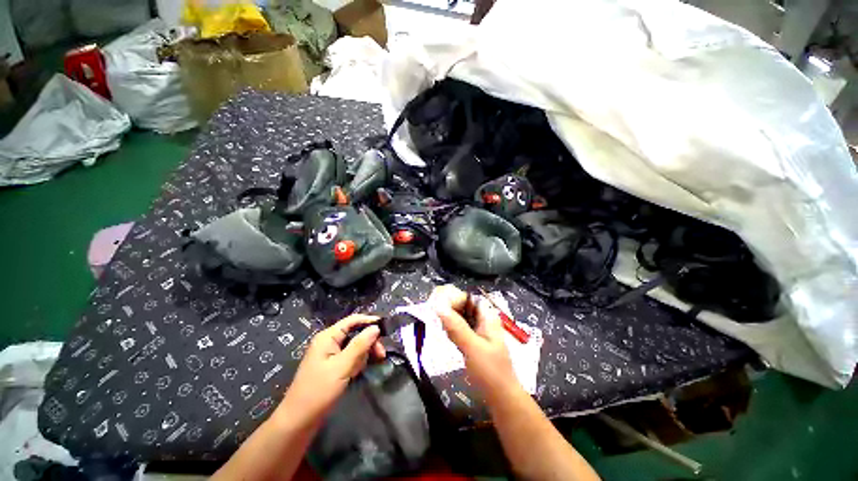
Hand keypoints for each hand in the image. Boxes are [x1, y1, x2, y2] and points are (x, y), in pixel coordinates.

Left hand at [278, 314, 385, 424]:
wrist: (298, 421)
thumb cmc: (319, 391)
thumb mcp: (342, 366)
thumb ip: (360, 345)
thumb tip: (376, 327)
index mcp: (328, 337)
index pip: (352, 320)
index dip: (369, 321)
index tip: (385, 328)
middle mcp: (329, 342)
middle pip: (355, 333)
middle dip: (368, 342)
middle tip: (381, 355)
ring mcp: (330, 354)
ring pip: (354, 346)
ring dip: (363, 354)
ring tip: (366, 367)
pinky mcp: (332, 366)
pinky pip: (350, 357)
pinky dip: (356, 363)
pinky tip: (357, 373)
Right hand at [429, 285, 519, 401]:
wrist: (501, 398)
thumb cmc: (491, 372)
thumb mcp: (473, 347)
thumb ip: (456, 327)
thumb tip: (437, 305)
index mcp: (486, 316)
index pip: (467, 296)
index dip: (451, 296)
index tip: (434, 303)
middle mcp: (482, 319)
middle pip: (462, 305)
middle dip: (447, 307)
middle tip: (432, 315)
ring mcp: (477, 330)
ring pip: (458, 316)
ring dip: (447, 318)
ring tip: (437, 323)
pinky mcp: (471, 341)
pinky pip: (458, 328)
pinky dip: (450, 329)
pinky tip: (444, 334)